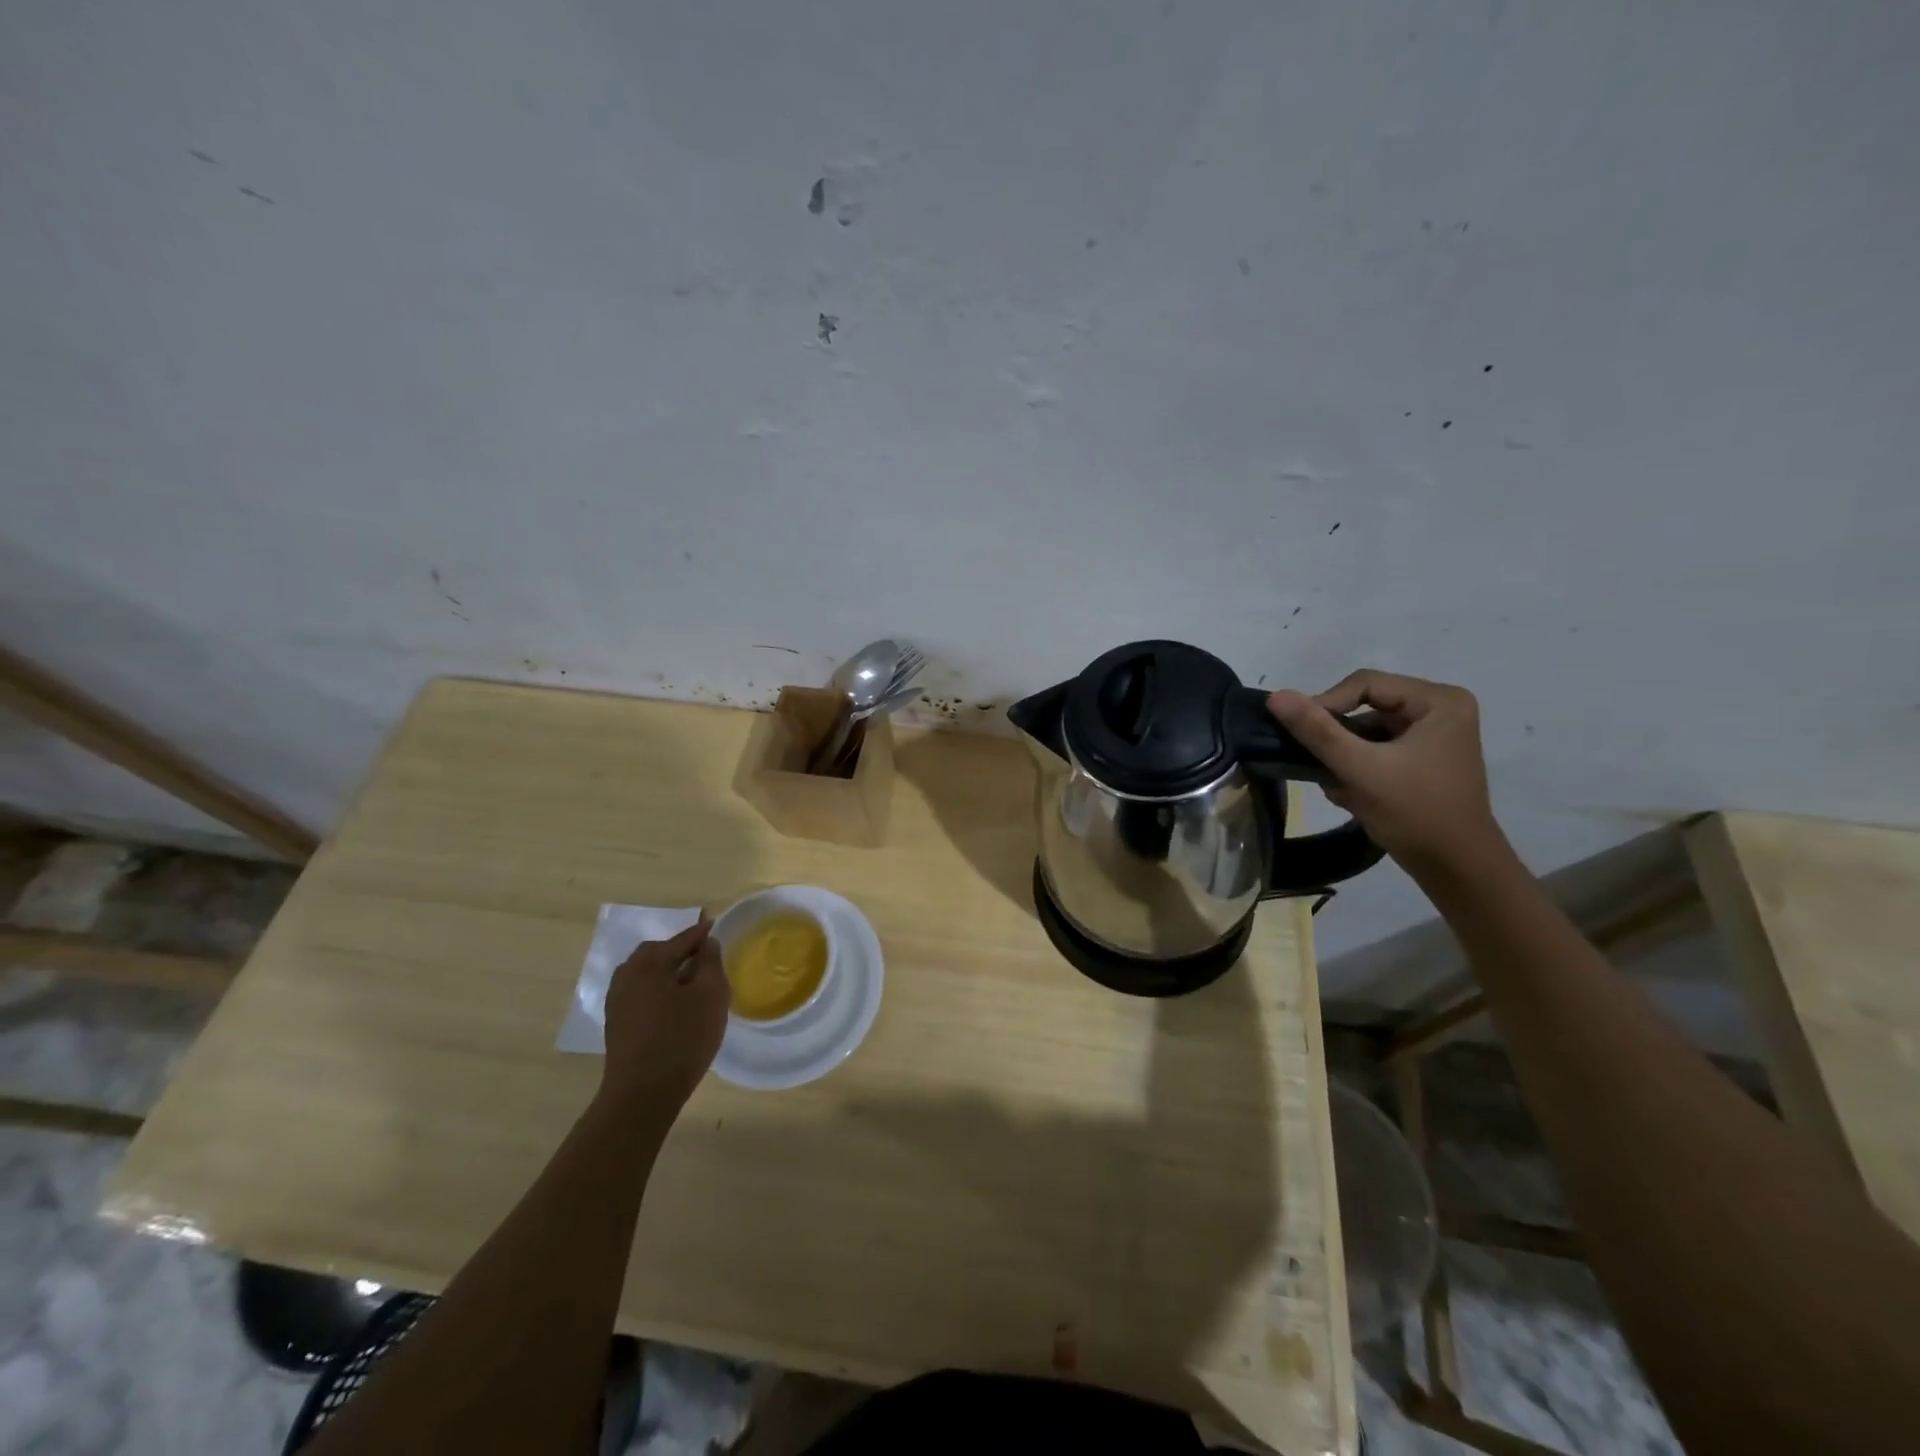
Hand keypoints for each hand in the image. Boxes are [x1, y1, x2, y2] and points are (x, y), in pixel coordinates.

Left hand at [599, 918, 729, 1113]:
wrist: (642, 1095)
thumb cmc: (682, 1038)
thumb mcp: (710, 995)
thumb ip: (710, 962)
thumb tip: (706, 943)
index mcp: (647, 963)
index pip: (681, 939)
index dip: (702, 932)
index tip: (715, 923)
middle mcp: (626, 976)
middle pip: (658, 954)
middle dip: (682, 952)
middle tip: (706, 956)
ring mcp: (617, 1002)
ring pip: (649, 975)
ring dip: (670, 973)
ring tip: (694, 983)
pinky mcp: (618, 1025)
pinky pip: (643, 995)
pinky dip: (660, 992)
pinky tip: (677, 1007)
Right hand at [1266, 670, 1507, 871]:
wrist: (1457, 870)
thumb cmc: (1415, 813)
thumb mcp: (1360, 768)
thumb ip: (1317, 730)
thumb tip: (1275, 695)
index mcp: (1439, 701)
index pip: (1366, 684)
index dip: (1327, 704)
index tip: (1300, 735)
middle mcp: (1441, 710)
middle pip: (1367, 707)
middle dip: (1338, 738)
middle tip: (1316, 762)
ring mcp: (1434, 737)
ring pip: (1368, 731)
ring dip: (1344, 756)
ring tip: (1335, 783)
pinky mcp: (1424, 760)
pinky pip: (1378, 750)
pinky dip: (1358, 767)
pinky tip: (1350, 793)